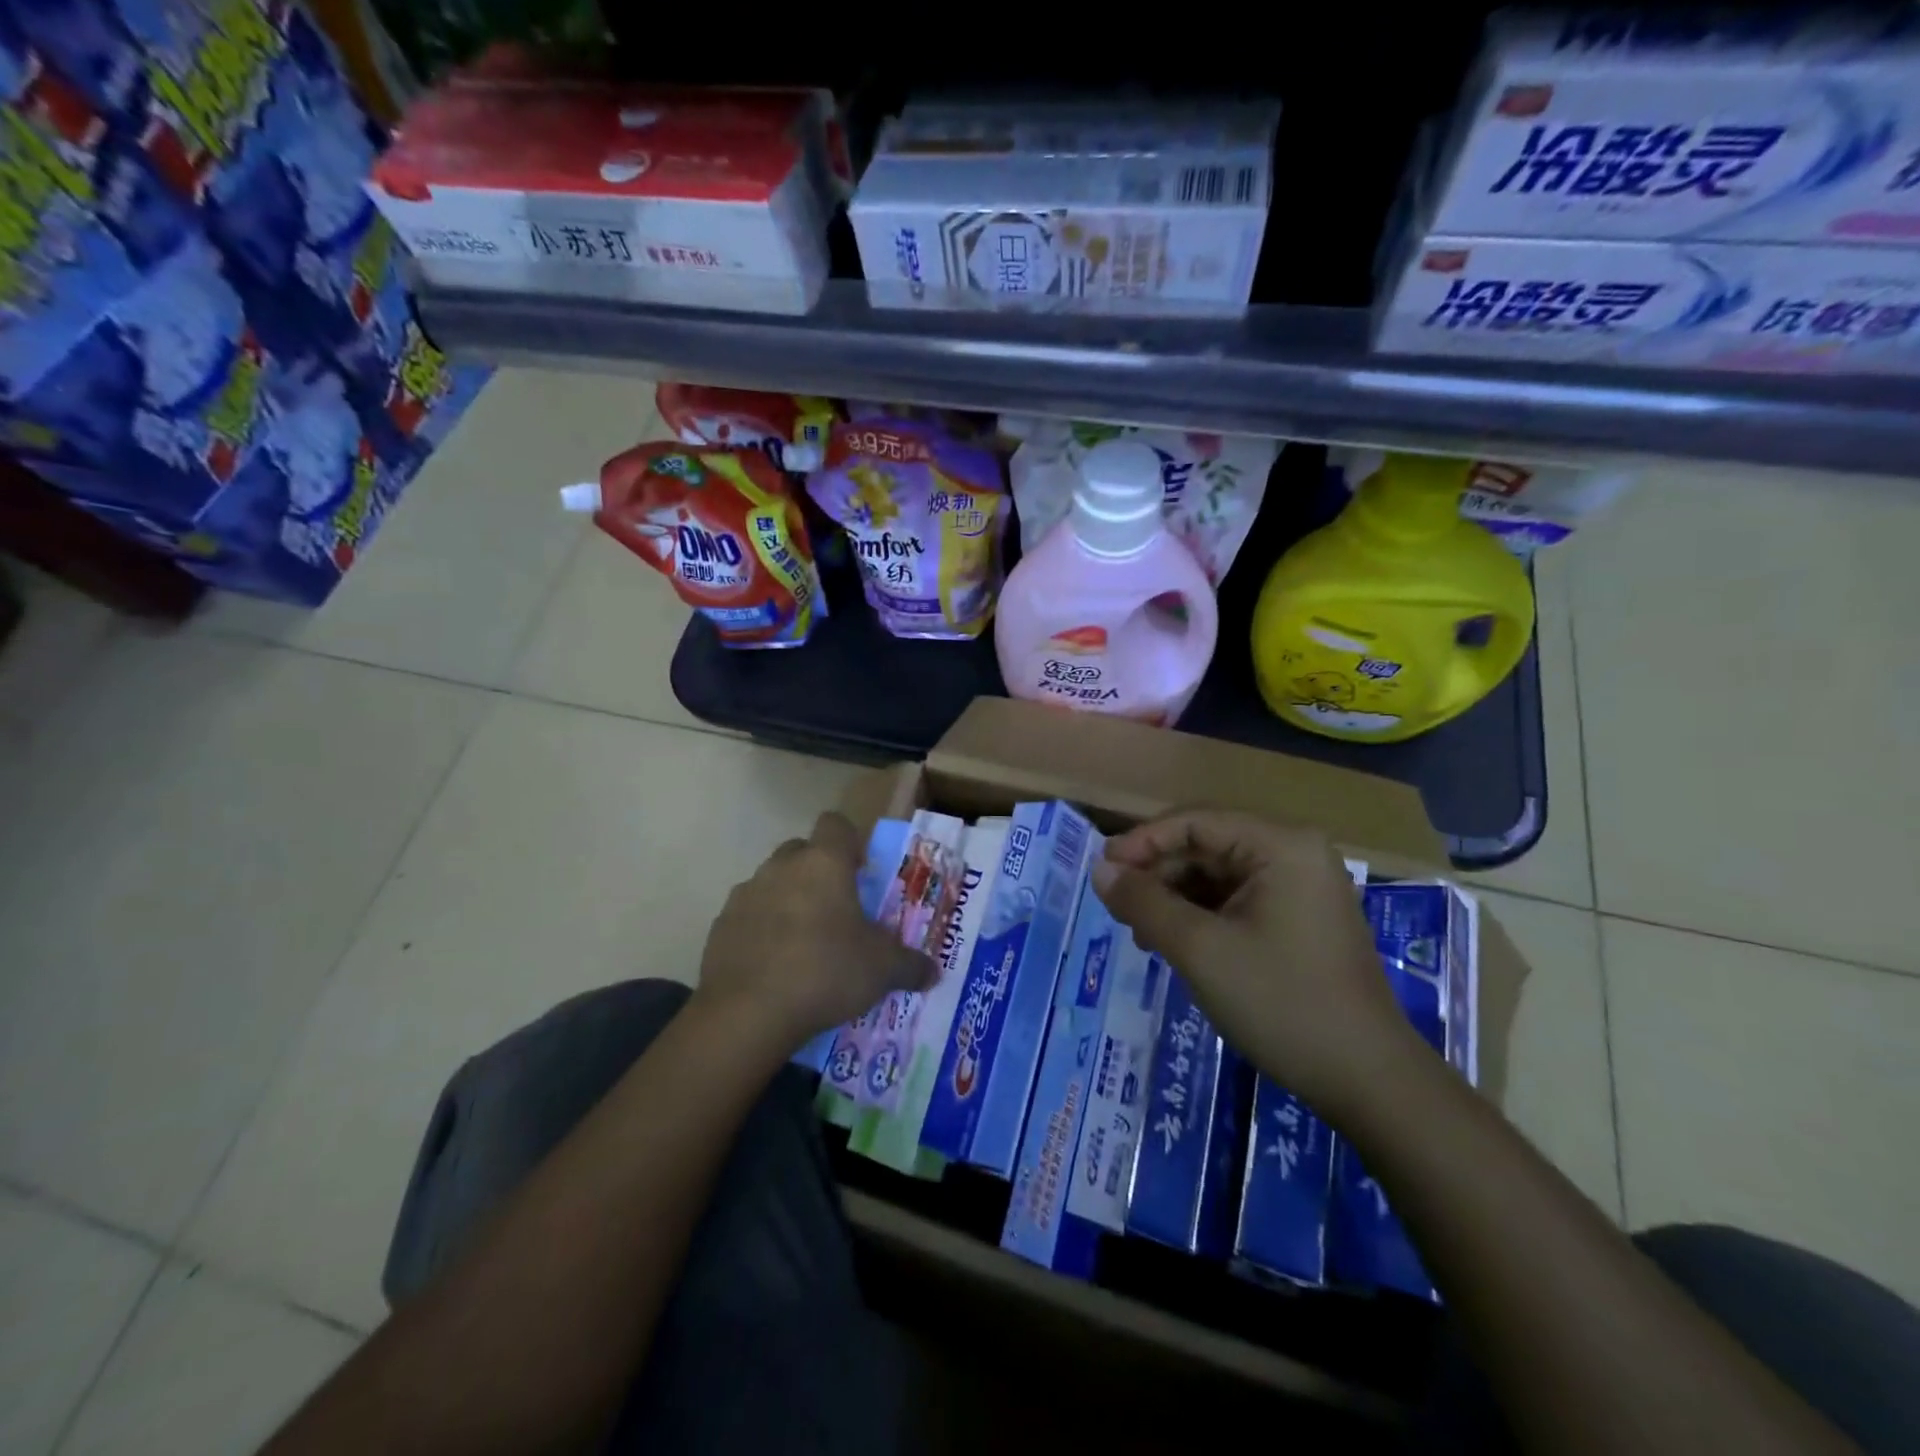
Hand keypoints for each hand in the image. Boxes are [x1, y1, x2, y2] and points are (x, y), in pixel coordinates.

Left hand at [696, 812, 935, 1052]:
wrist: (746, 1013)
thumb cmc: (825, 972)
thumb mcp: (882, 970)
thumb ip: (911, 966)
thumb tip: (933, 972)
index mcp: (824, 863)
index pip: (836, 824)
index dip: (850, 842)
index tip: (861, 871)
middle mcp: (782, 867)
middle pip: (801, 851)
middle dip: (818, 871)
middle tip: (837, 909)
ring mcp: (745, 894)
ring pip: (772, 883)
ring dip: (788, 900)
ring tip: (804, 942)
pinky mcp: (720, 926)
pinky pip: (748, 916)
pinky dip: (761, 930)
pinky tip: (774, 965)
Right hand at [1093, 810, 1418, 1116]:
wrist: (1368, 1080)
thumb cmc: (1281, 1002)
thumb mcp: (1200, 950)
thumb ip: (1144, 902)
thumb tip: (1099, 870)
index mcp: (1280, 845)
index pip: (1194, 821)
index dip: (1142, 841)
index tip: (1103, 871)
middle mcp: (1294, 853)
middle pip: (1206, 845)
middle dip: (1158, 875)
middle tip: (1119, 909)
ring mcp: (1301, 887)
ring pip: (1217, 875)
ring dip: (1175, 898)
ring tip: (1143, 933)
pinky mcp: (1300, 919)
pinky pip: (1237, 900)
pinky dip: (1201, 916)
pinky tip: (1175, 944)